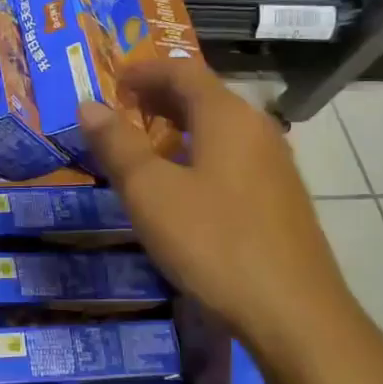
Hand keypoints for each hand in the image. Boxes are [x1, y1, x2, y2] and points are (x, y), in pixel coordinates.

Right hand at [78, 62, 364, 373]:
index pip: (182, 71)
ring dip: (177, 127)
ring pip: (218, 128)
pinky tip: (180, 186)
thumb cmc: (213, 242)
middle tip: (119, 111)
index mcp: (227, 116)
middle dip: (158, 97)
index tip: (112, 81)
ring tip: (142, 146)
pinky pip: (230, 156)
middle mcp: (256, 129)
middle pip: (203, 96)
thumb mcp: (150, 192)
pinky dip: (197, 153)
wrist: (293, 313)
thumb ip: (117, 145)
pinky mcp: (278, 198)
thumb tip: (89, 106)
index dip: (144, 70)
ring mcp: (273, 165)